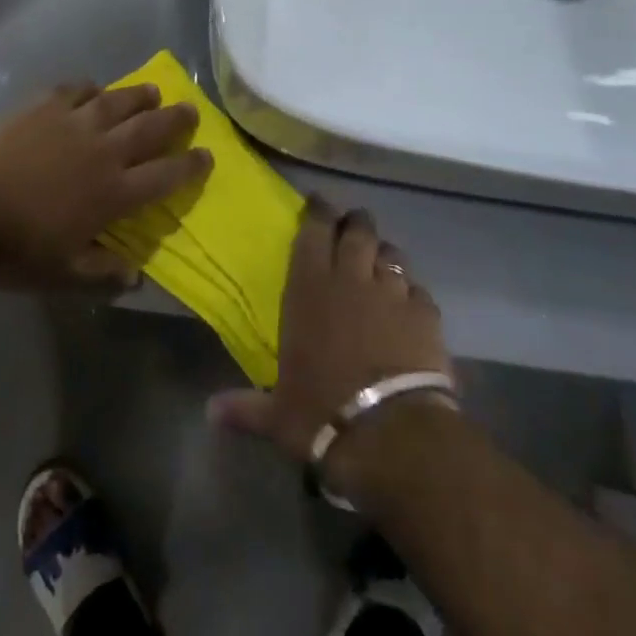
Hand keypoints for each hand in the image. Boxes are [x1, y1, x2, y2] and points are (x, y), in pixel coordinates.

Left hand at [0, 83, 212, 291]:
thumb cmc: (13, 247)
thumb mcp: (62, 274)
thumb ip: (102, 273)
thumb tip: (136, 276)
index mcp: (114, 194)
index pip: (165, 176)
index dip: (190, 166)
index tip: (207, 155)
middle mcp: (103, 151)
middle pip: (150, 129)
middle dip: (176, 120)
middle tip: (191, 111)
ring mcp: (73, 122)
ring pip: (118, 102)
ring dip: (141, 96)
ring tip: (154, 91)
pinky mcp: (43, 105)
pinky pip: (75, 89)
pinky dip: (90, 88)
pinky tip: (93, 89)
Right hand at [208, 197, 454, 491]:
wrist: (392, 433)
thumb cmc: (322, 412)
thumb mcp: (278, 415)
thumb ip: (245, 408)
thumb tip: (209, 412)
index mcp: (309, 288)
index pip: (313, 232)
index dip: (317, 212)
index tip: (317, 202)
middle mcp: (351, 279)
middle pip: (357, 231)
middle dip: (355, 222)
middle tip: (351, 224)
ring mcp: (392, 293)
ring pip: (391, 254)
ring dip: (383, 253)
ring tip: (380, 259)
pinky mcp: (427, 315)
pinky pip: (419, 289)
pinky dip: (411, 291)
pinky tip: (409, 302)